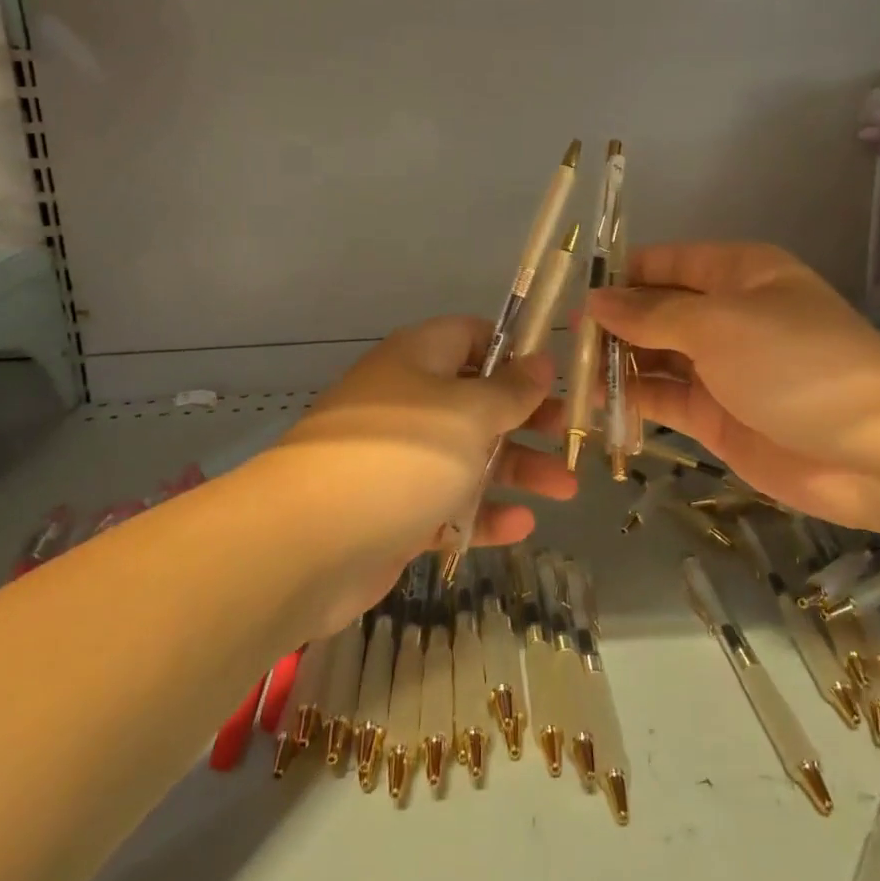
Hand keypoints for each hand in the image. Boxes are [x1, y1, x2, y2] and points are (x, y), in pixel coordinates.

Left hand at [264, 316, 576, 631]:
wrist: (308, 545)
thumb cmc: (401, 457)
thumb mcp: (469, 413)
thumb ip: (511, 390)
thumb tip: (540, 360)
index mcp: (418, 359)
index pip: (472, 336)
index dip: (516, 351)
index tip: (557, 376)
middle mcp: (408, 401)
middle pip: (478, 400)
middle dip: (529, 418)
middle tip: (571, 436)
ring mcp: (398, 459)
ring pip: (469, 456)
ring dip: (518, 469)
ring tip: (567, 490)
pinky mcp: (394, 511)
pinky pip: (448, 504)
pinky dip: (483, 513)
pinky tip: (521, 526)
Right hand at [587, 242, 879, 527]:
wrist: (871, 451)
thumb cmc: (793, 363)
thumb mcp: (717, 324)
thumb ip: (651, 313)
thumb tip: (596, 301)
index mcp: (736, 273)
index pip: (663, 262)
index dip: (618, 275)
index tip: (570, 294)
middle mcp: (725, 314)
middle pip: (655, 311)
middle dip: (611, 324)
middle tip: (560, 344)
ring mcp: (720, 368)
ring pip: (654, 357)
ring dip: (616, 364)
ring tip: (568, 376)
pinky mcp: (716, 416)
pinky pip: (665, 399)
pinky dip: (633, 401)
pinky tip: (596, 406)